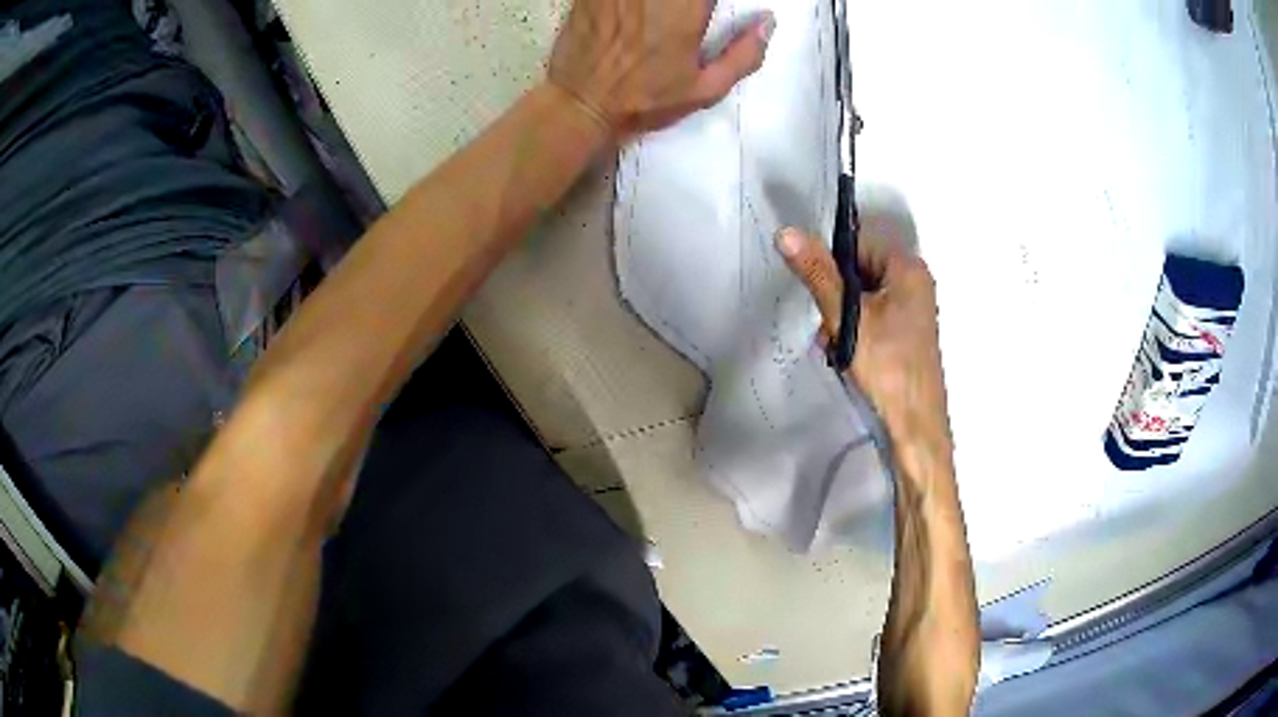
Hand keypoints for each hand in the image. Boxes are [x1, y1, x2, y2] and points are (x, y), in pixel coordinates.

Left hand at [549, 0, 774, 141]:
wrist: (580, 104)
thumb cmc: (646, 100)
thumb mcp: (706, 89)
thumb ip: (744, 54)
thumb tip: (769, 22)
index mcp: (687, 6)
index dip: (710, 1)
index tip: (709, 10)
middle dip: (689, 1)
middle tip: (690, 14)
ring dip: (660, 1)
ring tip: (659, 14)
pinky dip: (630, 0)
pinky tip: (634, 11)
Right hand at [775, 227, 952, 455]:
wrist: (914, 426)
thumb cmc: (886, 366)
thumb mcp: (847, 317)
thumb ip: (818, 273)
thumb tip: (787, 232)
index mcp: (908, 268)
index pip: (857, 244)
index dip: (832, 267)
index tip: (819, 296)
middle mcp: (914, 283)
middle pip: (859, 272)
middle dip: (835, 299)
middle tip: (831, 330)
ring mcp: (912, 311)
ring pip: (862, 299)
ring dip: (842, 321)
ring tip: (839, 349)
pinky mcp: (906, 335)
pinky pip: (872, 319)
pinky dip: (855, 334)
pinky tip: (849, 358)